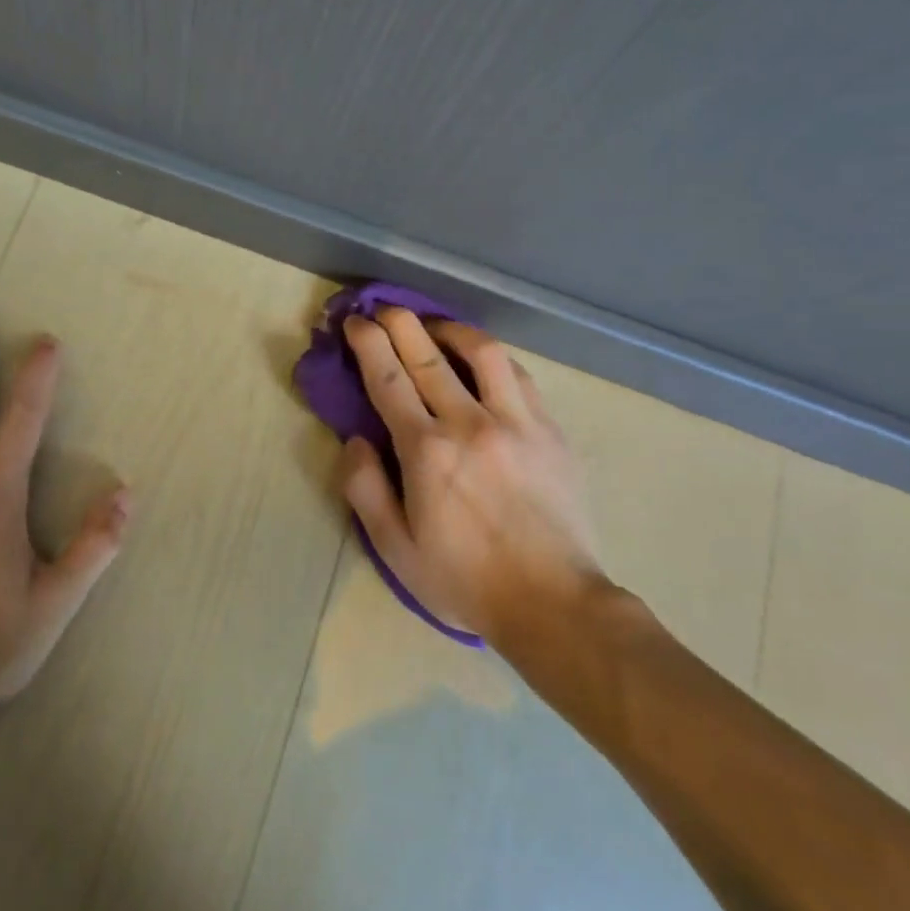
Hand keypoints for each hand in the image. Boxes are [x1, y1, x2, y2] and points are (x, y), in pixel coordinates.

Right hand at [340, 307, 604, 640]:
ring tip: (432, 325)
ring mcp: (517, 422)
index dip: (368, 344)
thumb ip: (364, 489)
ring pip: (481, 352)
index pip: (388, 379)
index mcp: (426, 451)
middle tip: (382, 308)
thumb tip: (355, 439)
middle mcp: (469, 423)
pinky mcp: (550, 431)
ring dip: (449, 329)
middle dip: (399, 323)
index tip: (355, 323)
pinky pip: (518, 376)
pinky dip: (491, 358)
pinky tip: (480, 360)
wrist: (554, 602)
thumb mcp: (394, 548)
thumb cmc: (464, 580)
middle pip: (427, 355)